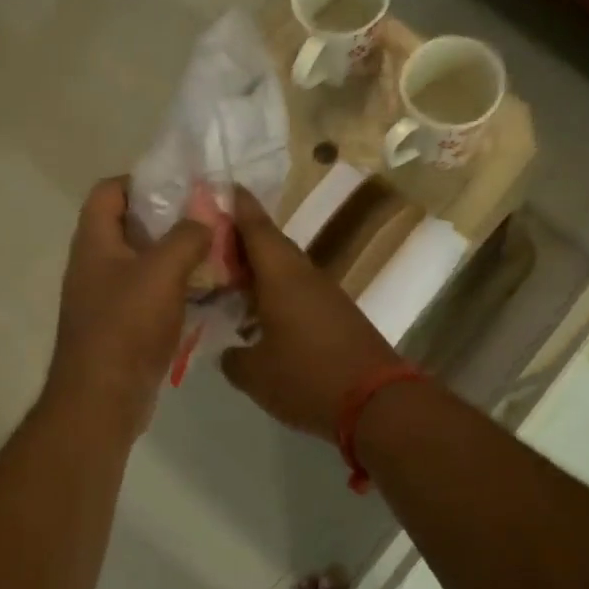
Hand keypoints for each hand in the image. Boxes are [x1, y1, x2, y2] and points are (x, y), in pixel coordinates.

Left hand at [45, 177, 210, 431]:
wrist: (102, 399)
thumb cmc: (126, 326)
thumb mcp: (162, 272)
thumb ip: (187, 237)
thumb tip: (205, 220)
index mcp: (95, 242)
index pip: (108, 191)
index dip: (140, 180)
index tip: (181, 186)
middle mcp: (95, 265)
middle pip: (129, 226)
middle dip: (169, 219)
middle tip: (208, 218)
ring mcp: (107, 298)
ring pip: (144, 262)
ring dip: (177, 255)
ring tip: (216, 252)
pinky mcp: (122, 326)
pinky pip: (151, 295)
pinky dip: (176, 289)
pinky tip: (208, 293)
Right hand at [220, 187, 400, 437]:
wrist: (377, 402)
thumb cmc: (307, 377)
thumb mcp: (256, 374)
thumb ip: (233, 359)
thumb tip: (229, 353)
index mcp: (281, 275)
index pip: (256, 227)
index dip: (237, 206)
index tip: (221, 187)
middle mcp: (304, 275)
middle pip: (270, 246)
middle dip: (241, 240)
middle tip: (211, 242)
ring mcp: (325, 294)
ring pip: (285, 270)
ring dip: (259, 270)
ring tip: (228, 279)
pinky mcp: (337, 315)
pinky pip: (299, 292)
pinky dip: (276, 294)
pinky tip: (260, 314)